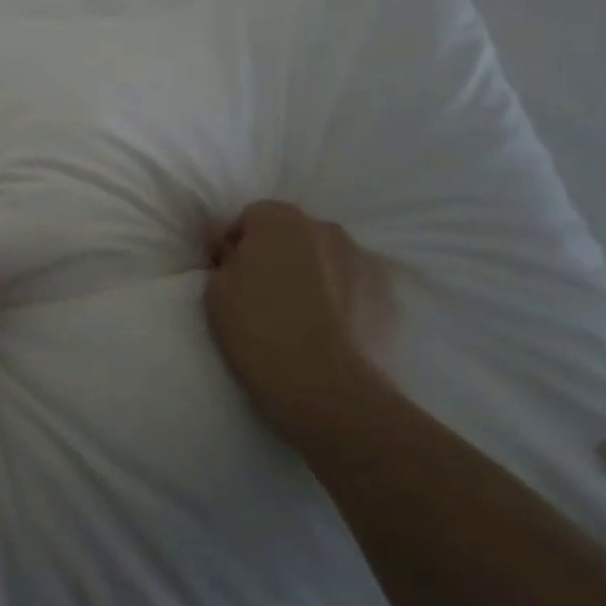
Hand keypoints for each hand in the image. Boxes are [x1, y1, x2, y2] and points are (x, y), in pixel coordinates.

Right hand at [204, 200, 394, 448]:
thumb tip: (229, 246)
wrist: (326, 388)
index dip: (238, 243)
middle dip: (280, 254)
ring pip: (328, 258)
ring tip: (303, 316)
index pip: (252, 216)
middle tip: (265, 294)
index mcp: (279, 219)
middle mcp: (324, 228)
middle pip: (294, 233)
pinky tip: (332, 331)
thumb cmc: (258, 330)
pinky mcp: (388, 295)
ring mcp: (363, 259)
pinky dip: (344, 299)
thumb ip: (223, 258)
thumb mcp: (216, 291)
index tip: (230, 274)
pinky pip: (356, 287)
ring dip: (314, 274)